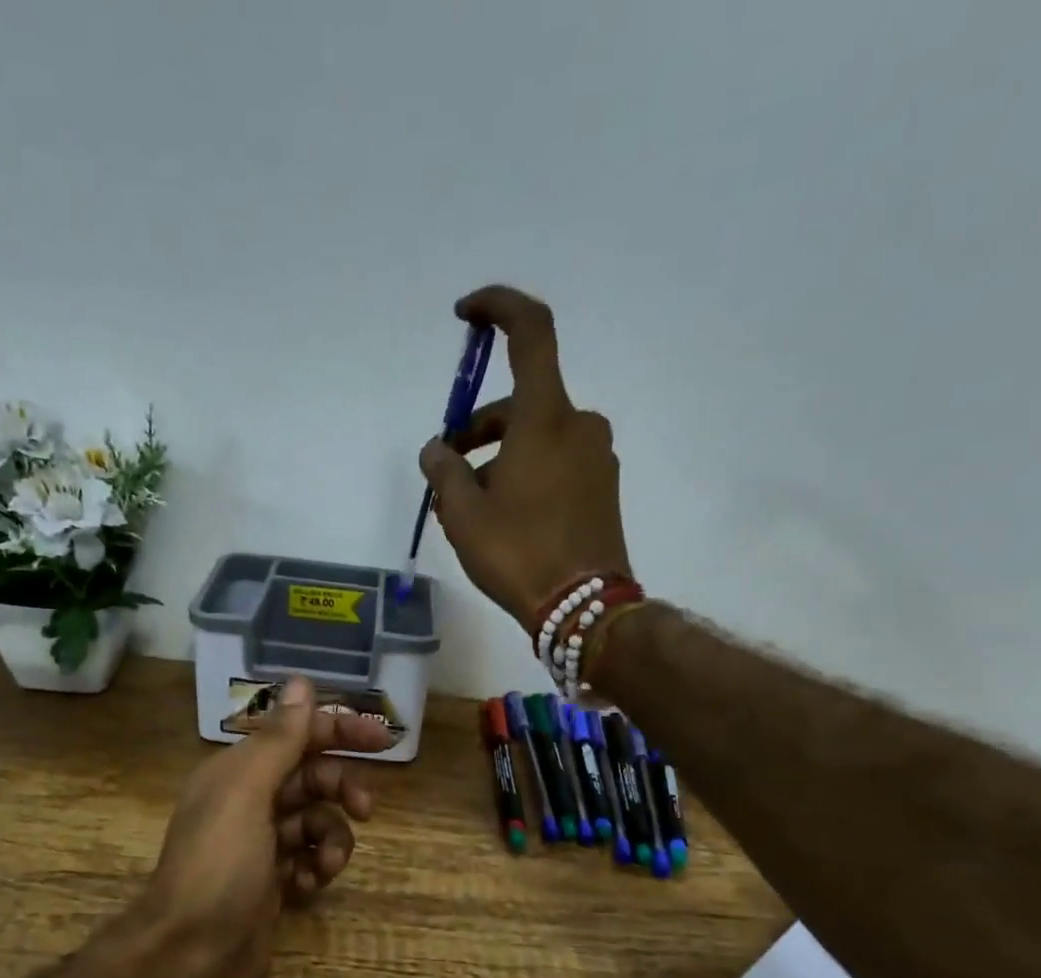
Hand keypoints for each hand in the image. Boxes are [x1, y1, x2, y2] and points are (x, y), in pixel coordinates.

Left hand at [142, 677, 386, 977]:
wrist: (190, 956)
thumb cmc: (218, 866)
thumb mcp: (247, 792)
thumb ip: (279, 738)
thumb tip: (302, 682)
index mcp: (237, 772)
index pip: (296, 735)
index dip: (338, 730)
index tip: (382, 738)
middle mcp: (248, 802)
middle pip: (311, 778)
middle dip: (341, 789)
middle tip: (366, 809)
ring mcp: (260, 846)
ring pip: (316, 821)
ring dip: (332, 838)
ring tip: (327, 866)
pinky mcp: (272, 883)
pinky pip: (310, 860)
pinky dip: (317, 868)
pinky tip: (309, 887)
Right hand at [418, 284, 631, 633]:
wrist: (584, 606)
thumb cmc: (519, 554)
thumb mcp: (464, 515)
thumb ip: (444, 472)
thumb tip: (437, 450)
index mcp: (546, 417)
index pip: (531, 332)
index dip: (499, 308)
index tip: (466, 315)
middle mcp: (579, 425)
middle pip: (522, 401)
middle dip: (480, 427)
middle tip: (447, 468)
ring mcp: (597, 457)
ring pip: (537, 436)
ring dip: (500, 455)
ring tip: (469, 505)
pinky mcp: (603, 487)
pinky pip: (557, 461)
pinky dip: (526, 471)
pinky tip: (504, 514)